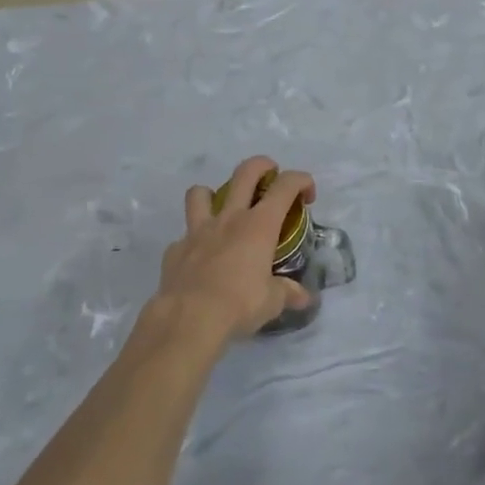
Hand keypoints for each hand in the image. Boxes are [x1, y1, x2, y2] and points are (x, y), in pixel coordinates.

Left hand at [150, 156, 315, 346]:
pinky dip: (194, 242)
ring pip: (200, 193)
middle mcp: (230, 218)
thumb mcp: (272, 302)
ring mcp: (198, 230)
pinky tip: (201, 259)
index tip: (308, 195)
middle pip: (245, 172)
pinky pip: (185, 236)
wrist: (189, 319)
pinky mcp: (176, 249)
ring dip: (212, 195)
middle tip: (270, 177)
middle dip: (262, 166)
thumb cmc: (239, 304)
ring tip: (223, 211)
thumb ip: (288, 293)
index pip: (286, 186)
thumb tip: (304, 297)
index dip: (302, 181)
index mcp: (259, 225)